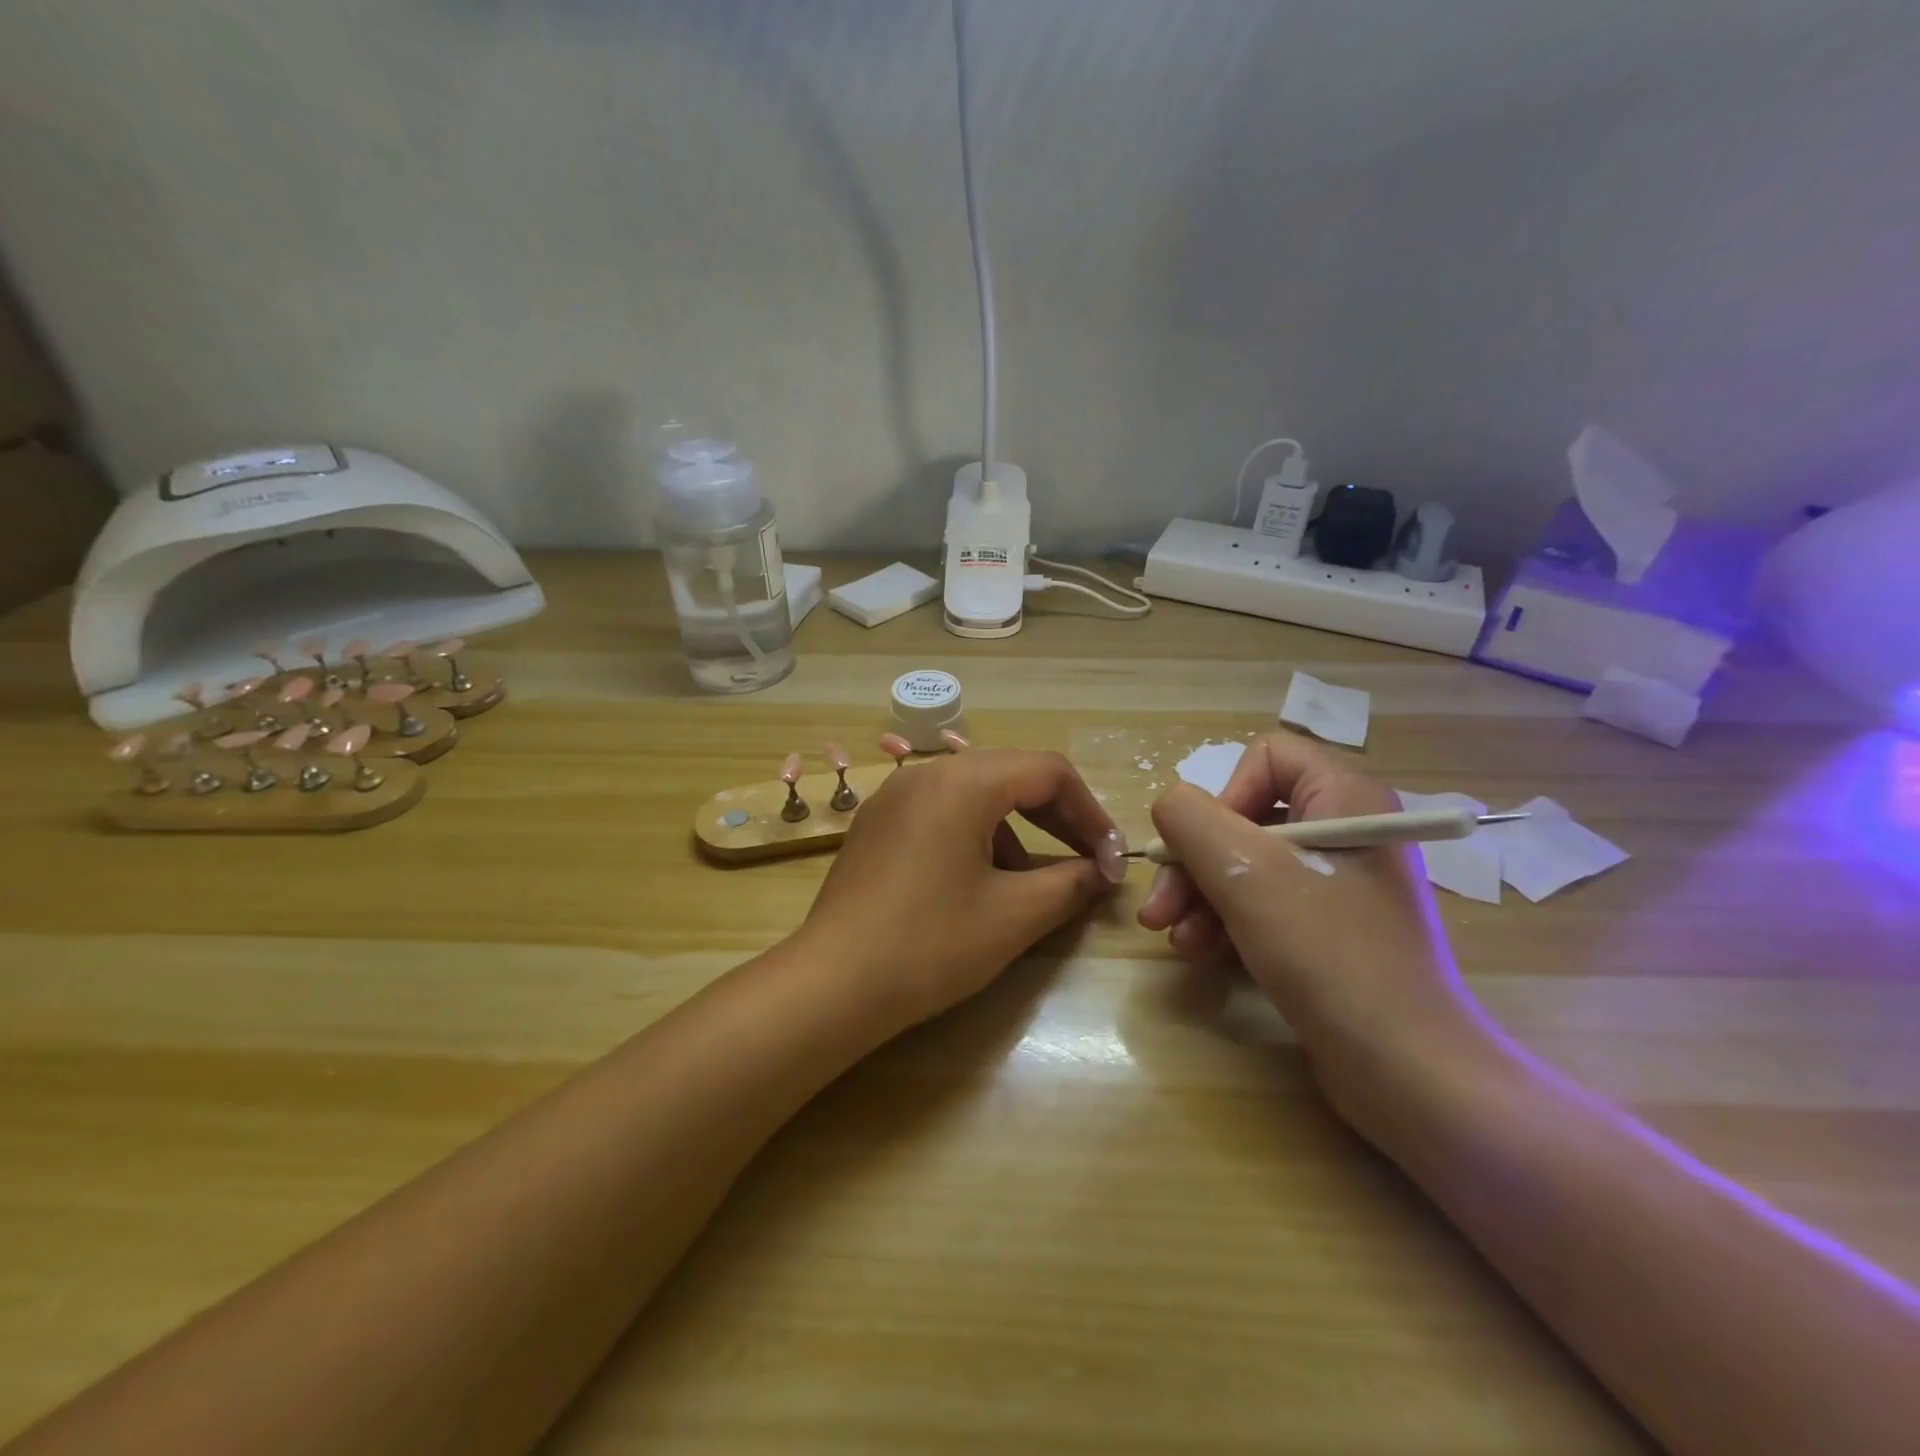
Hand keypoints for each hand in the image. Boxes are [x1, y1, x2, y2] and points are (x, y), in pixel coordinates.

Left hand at [799, 748, 1127, 1031]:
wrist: (832, 984)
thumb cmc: (930, 944)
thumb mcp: (1014, 916)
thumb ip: (1071, 883)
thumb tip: (1103, 871)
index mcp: (963, 781)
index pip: (1050, 771)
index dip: (1091, 813)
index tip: (1112, 860)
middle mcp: (927, 772)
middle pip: (1012, 775)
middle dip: (1058, 817)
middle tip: (1088, 862)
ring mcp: (894, 796)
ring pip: (976, 794)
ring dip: (1016, 829)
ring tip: (1031, 882)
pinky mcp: (876, 823)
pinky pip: (941, 812)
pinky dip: (976, 835)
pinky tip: (978, 883)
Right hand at [1138, 734, 1488, 1118]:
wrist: (1407, 1071)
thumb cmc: (1329, 955)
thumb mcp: (1247, 874)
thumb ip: (1192, 819)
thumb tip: (1170, 805)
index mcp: (1346, 798)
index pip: (1267, 756)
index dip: (1223, 795)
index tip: (1201, 848)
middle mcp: (1345, 830)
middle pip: (1245, 817)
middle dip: (1194, 862)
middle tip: (1158, 910)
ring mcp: (1339, 883)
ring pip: (1245, 864)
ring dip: (1200, 897)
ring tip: (1176, 940)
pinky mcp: (1329, 929)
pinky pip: (1262, 903)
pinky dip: (1226, 922)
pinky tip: (1201, 953)